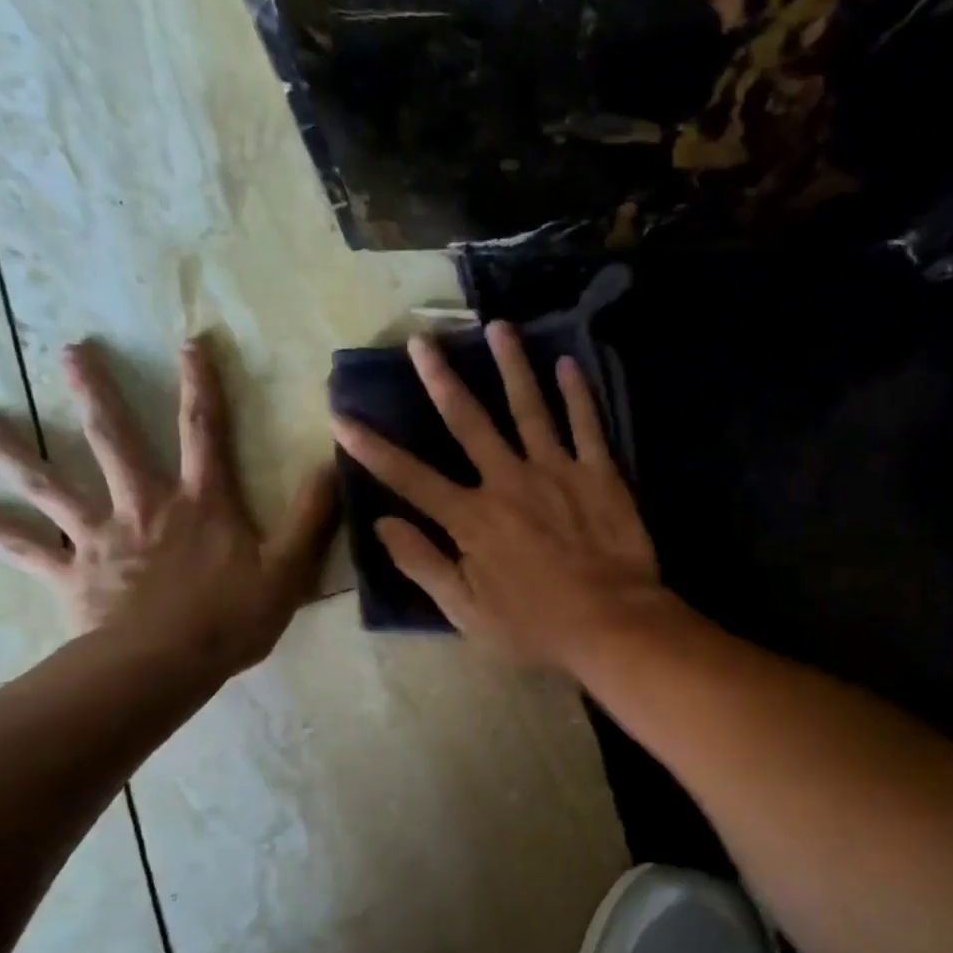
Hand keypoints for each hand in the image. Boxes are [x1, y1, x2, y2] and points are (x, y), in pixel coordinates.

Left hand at [0, 335, 336, 679]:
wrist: (165, 666)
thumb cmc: (233, 617)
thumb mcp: (290, 567)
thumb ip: (312, 516)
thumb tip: (334, 465)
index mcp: (201, 502)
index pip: (203, 431)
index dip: (201, 385)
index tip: (189, 341)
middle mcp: (146, 506)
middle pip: (114, 440)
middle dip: (95, 393)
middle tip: (70, 350)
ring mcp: (102, 537)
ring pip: (51, 485)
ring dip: (15, 452)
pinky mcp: (72, 573)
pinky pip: (27, 549)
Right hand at [330, 321, 662, 670]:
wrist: (612, 623)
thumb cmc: (535, 625)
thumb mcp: (466, 610)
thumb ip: (423, 564)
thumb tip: (381, 524)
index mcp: (472, 517)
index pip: (410, 476)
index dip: (372, 447)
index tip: (341, 414)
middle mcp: (509, 481)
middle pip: (468, 421)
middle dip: (440, 379)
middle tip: (422, 340)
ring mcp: (557, 471)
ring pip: (529, 408)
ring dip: (512, 366)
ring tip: (498, 327)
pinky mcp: (599, 474)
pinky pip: (587, 426)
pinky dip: (578, 394)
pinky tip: (568, 363)